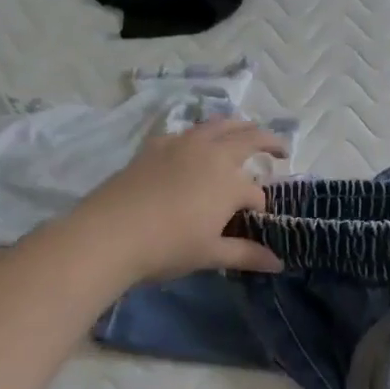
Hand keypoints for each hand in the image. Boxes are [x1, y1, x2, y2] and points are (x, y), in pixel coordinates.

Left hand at [69, 119, 286, 282]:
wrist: (108, 234)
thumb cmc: (168, 246)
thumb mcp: (211, 254)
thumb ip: (247, 254)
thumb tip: (278, 263)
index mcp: (231, 182)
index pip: (256, 194)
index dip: (260, 208)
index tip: (256, 222)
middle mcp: (213, 154)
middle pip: (249, 139)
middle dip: (269, 142)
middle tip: (281, 148)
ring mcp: (183, 145)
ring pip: (219, 125)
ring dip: (239, 127)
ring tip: (246, 131)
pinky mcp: (156, 146)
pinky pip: (188, 131)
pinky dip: (202, 133)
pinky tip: (196, 145)